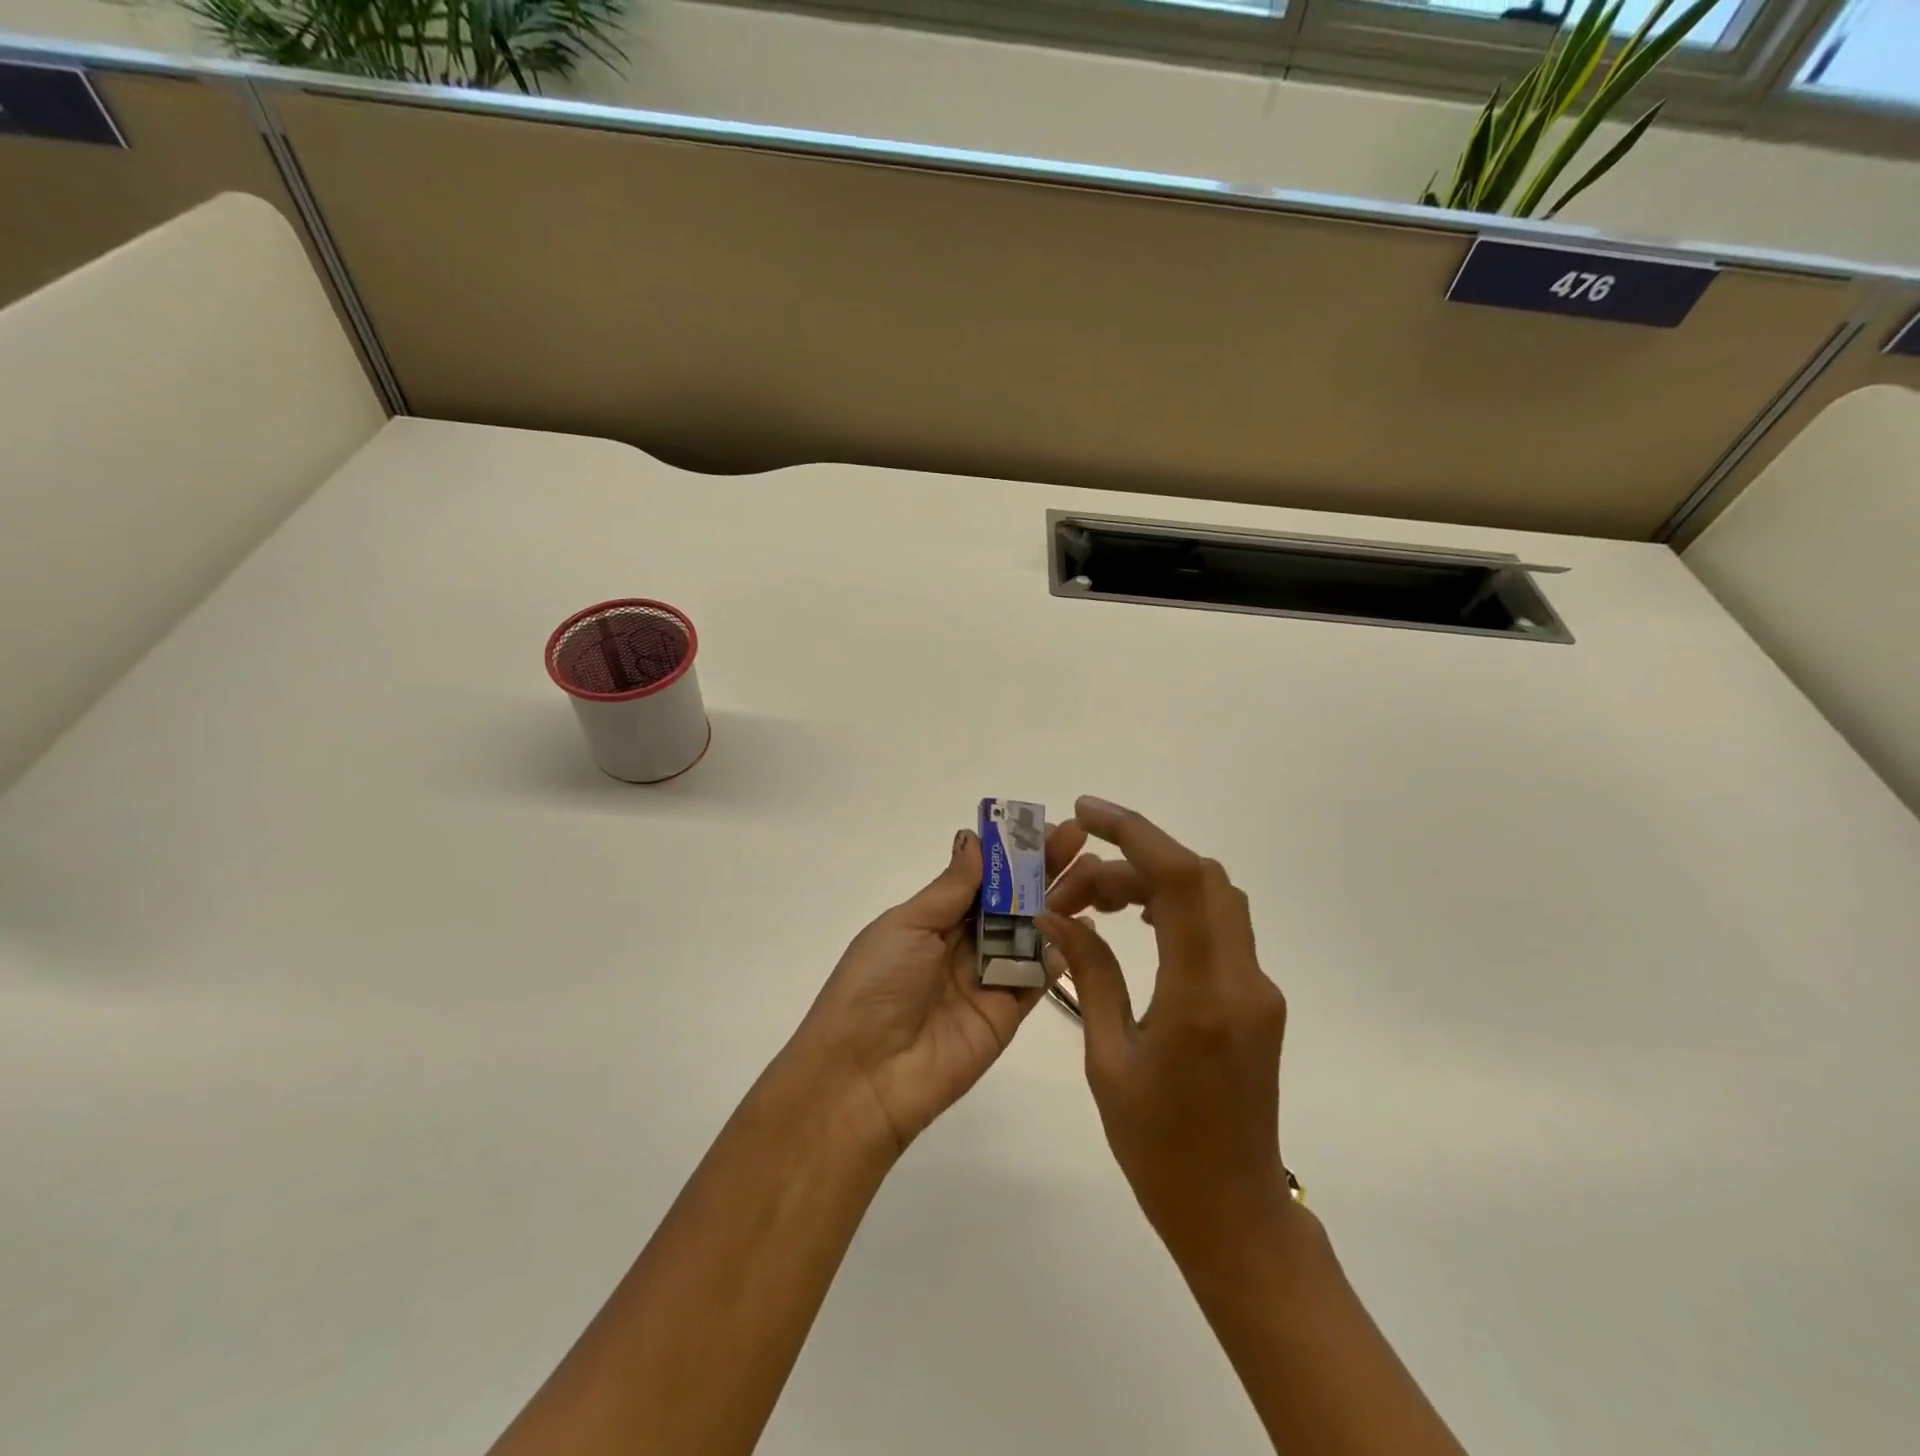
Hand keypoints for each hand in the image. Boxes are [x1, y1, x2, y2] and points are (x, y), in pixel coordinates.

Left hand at [792, 819, 1087, 1153]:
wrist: (865, 1075)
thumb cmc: (877, 985)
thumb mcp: (907, 925)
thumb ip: (951, 887)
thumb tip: (975, 838)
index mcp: (933, 919)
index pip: (983, 877)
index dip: (1013, 853)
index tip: (1047, 826)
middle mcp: (963, 944)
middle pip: (1012, 901)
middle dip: (1045, 870)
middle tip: (1082, 840)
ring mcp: (988, 978)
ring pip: (1032, 932)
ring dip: (1061, 902)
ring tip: (1096, 874)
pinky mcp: (1008, 1013)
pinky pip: (1038, 976)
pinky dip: (1062, 952)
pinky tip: (1087, 924)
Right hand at [1038, 797, 1288, 1257]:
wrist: (1233, 1211)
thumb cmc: (1158, 1148)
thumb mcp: (1106, 1059)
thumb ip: (1089, 975)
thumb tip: (1057, 916)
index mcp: (1200, 998)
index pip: (1179, 881)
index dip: (1134, 832)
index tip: (1086, 813)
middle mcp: (1241, 981)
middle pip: (1200, 877)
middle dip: (1134, 856)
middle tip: (1076, 880)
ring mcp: (1257, 988)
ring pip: (1213, 896)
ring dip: (1154, 880)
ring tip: (1096, 901)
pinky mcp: (1257, 998)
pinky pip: (1219, 926)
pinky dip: (1175, 904)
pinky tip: (1136, 923)